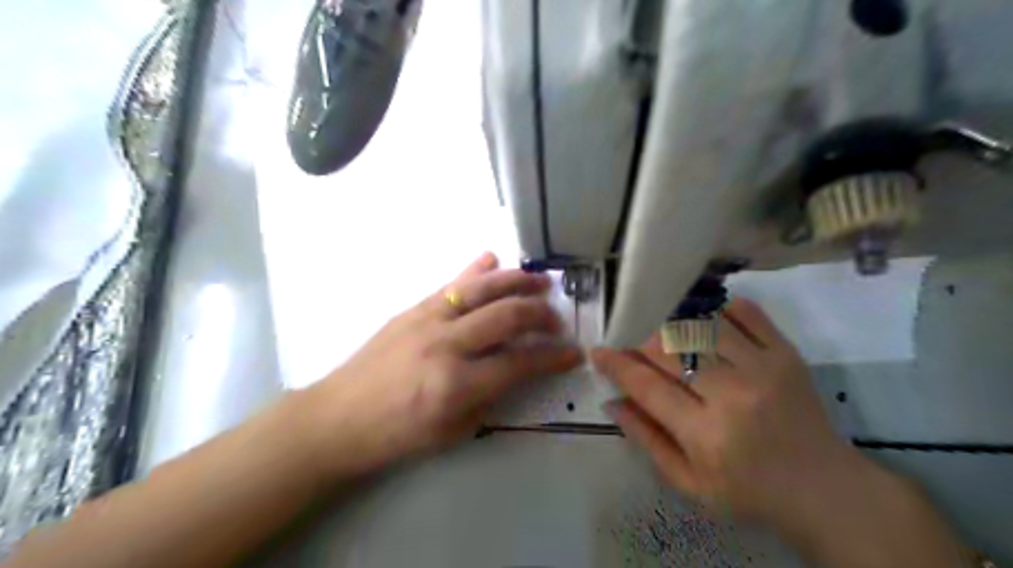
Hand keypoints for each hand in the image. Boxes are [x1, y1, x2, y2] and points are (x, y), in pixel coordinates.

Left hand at [304, 253, 581, 479]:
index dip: (553, 357)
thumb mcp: (453, 431)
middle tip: (557, 319)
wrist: (337, 418)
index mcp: (456, 384)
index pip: (519, 363)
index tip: (573, 352)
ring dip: (515, 282)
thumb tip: (516, 369)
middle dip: (540, 315)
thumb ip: (490, 397)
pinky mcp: (411, 309)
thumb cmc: (396, 434)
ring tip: (540, 281)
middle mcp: (445, 344)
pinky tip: (491, 260)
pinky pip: (449, 284)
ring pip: (480, 290)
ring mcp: (426, 320)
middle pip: (505, 316)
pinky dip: (473, 271)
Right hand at [595, 299, 860, 525]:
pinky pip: (747, 314)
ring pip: (702, 326)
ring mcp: (764, 368)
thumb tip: (613, 401)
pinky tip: (706, 317)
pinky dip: (720, 309)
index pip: (647, 386)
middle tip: (631, 344)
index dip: (617, 365)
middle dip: (640, 342)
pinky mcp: (787, 354)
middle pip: (671, 349)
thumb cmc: (749, 492)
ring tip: (663, 332)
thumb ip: (647, 440)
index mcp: (705, 434)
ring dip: (674, 323)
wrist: (825, 490)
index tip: (599, 352)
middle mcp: (733, 394)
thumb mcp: (689, 484)